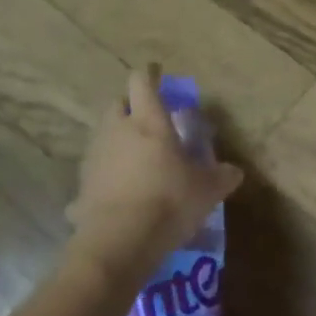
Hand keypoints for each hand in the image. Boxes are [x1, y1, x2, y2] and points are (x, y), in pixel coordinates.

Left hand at [66, 68, 243, 273]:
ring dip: (116, 139)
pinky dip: (106, 176)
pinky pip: (95, 173)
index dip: (149, 75)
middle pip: (117, 104)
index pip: (142, 83)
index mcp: (149, 121)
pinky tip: (119, 193)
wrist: (118, 243)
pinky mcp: (81, 187)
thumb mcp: (208, 190)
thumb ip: (222, 176)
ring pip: (102, 136)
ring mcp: (95, 158)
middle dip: (130, 106)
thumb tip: (235, 172)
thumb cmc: (169, 201)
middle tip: (147, 118)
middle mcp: (117, 131)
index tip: (156, 72)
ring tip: (135, 156)